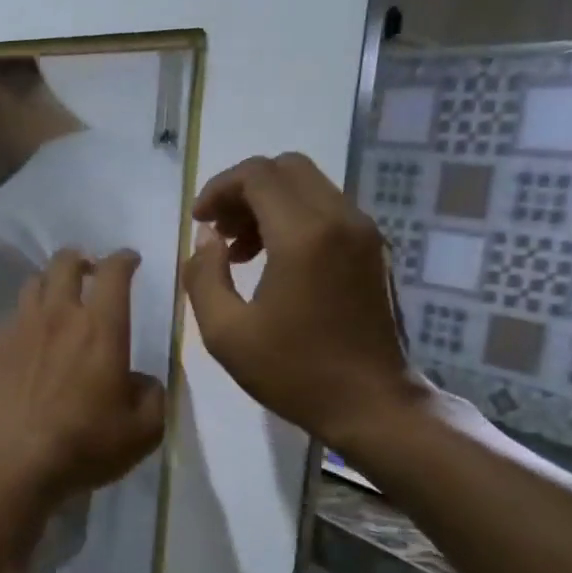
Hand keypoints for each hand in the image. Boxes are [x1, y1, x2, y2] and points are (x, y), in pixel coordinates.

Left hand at [0, 249, 165, 504]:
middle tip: (90, 270)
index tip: (130, 260)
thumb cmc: (84, 444)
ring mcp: (22, 328)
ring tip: (58, 296)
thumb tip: (142, 381)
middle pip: (65, 263)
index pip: (113, 273)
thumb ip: (152, 396)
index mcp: (101, 328)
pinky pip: (12, 314)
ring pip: (34, 283)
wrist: (12, 459)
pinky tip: (31, 335)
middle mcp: (59, 316)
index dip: (124, 259)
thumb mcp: (142, 431)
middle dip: (81, 258)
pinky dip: (26, 314)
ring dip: (50, 281)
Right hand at [184, 153, 427, 447]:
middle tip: (218, 229)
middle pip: (286, 169)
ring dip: (267, 204)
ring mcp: (363, 233)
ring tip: (238, 250)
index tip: (198, 220)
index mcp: (304, 235)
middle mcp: (340, 220)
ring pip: (309, 187)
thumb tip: (207, 239)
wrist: (372, 404)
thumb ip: (204, 276)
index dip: (219, 188)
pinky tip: (272, 261)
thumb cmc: (293, 372)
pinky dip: (293, 218)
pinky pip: (327, 210)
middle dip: (243, 189)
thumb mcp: (225, 332)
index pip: (257, 175)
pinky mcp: (373, 250)